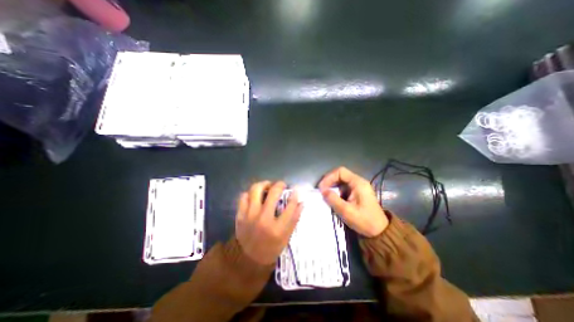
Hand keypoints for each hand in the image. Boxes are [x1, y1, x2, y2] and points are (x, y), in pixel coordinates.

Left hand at [236, 180, 301, 265]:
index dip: (294, 195)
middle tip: (281, 184)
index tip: (296, 189)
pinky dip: (250, 193)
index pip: (290, 206)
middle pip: (273, 193)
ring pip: (255, 190)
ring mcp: (249, 216)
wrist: (248, 258)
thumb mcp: (286, 236)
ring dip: (264, 184)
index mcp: (277, 228)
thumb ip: (294, 218)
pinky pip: (243, 196)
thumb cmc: (271, 247)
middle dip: (279, 185)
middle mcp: (263, 219)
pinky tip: (255, 195)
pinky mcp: (240, 215)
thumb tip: (301, 202)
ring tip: (268, 186)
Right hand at [318, 168, 390, 237]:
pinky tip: (333, 198)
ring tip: (325, 195)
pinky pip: (344, 188)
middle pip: (340, 175)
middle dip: (329, 181)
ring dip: (332, 187)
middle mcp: (359, 182)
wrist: (380, 232)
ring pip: (341, 181)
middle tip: (321, 190)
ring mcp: (358, 187)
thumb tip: (322, 190)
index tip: (322, 187)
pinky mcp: (357, 193)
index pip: (340, 171)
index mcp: (358, 183)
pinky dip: (337, 191)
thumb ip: (333, 199)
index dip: (329, 177)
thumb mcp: (346, 211)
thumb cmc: (364, 221)